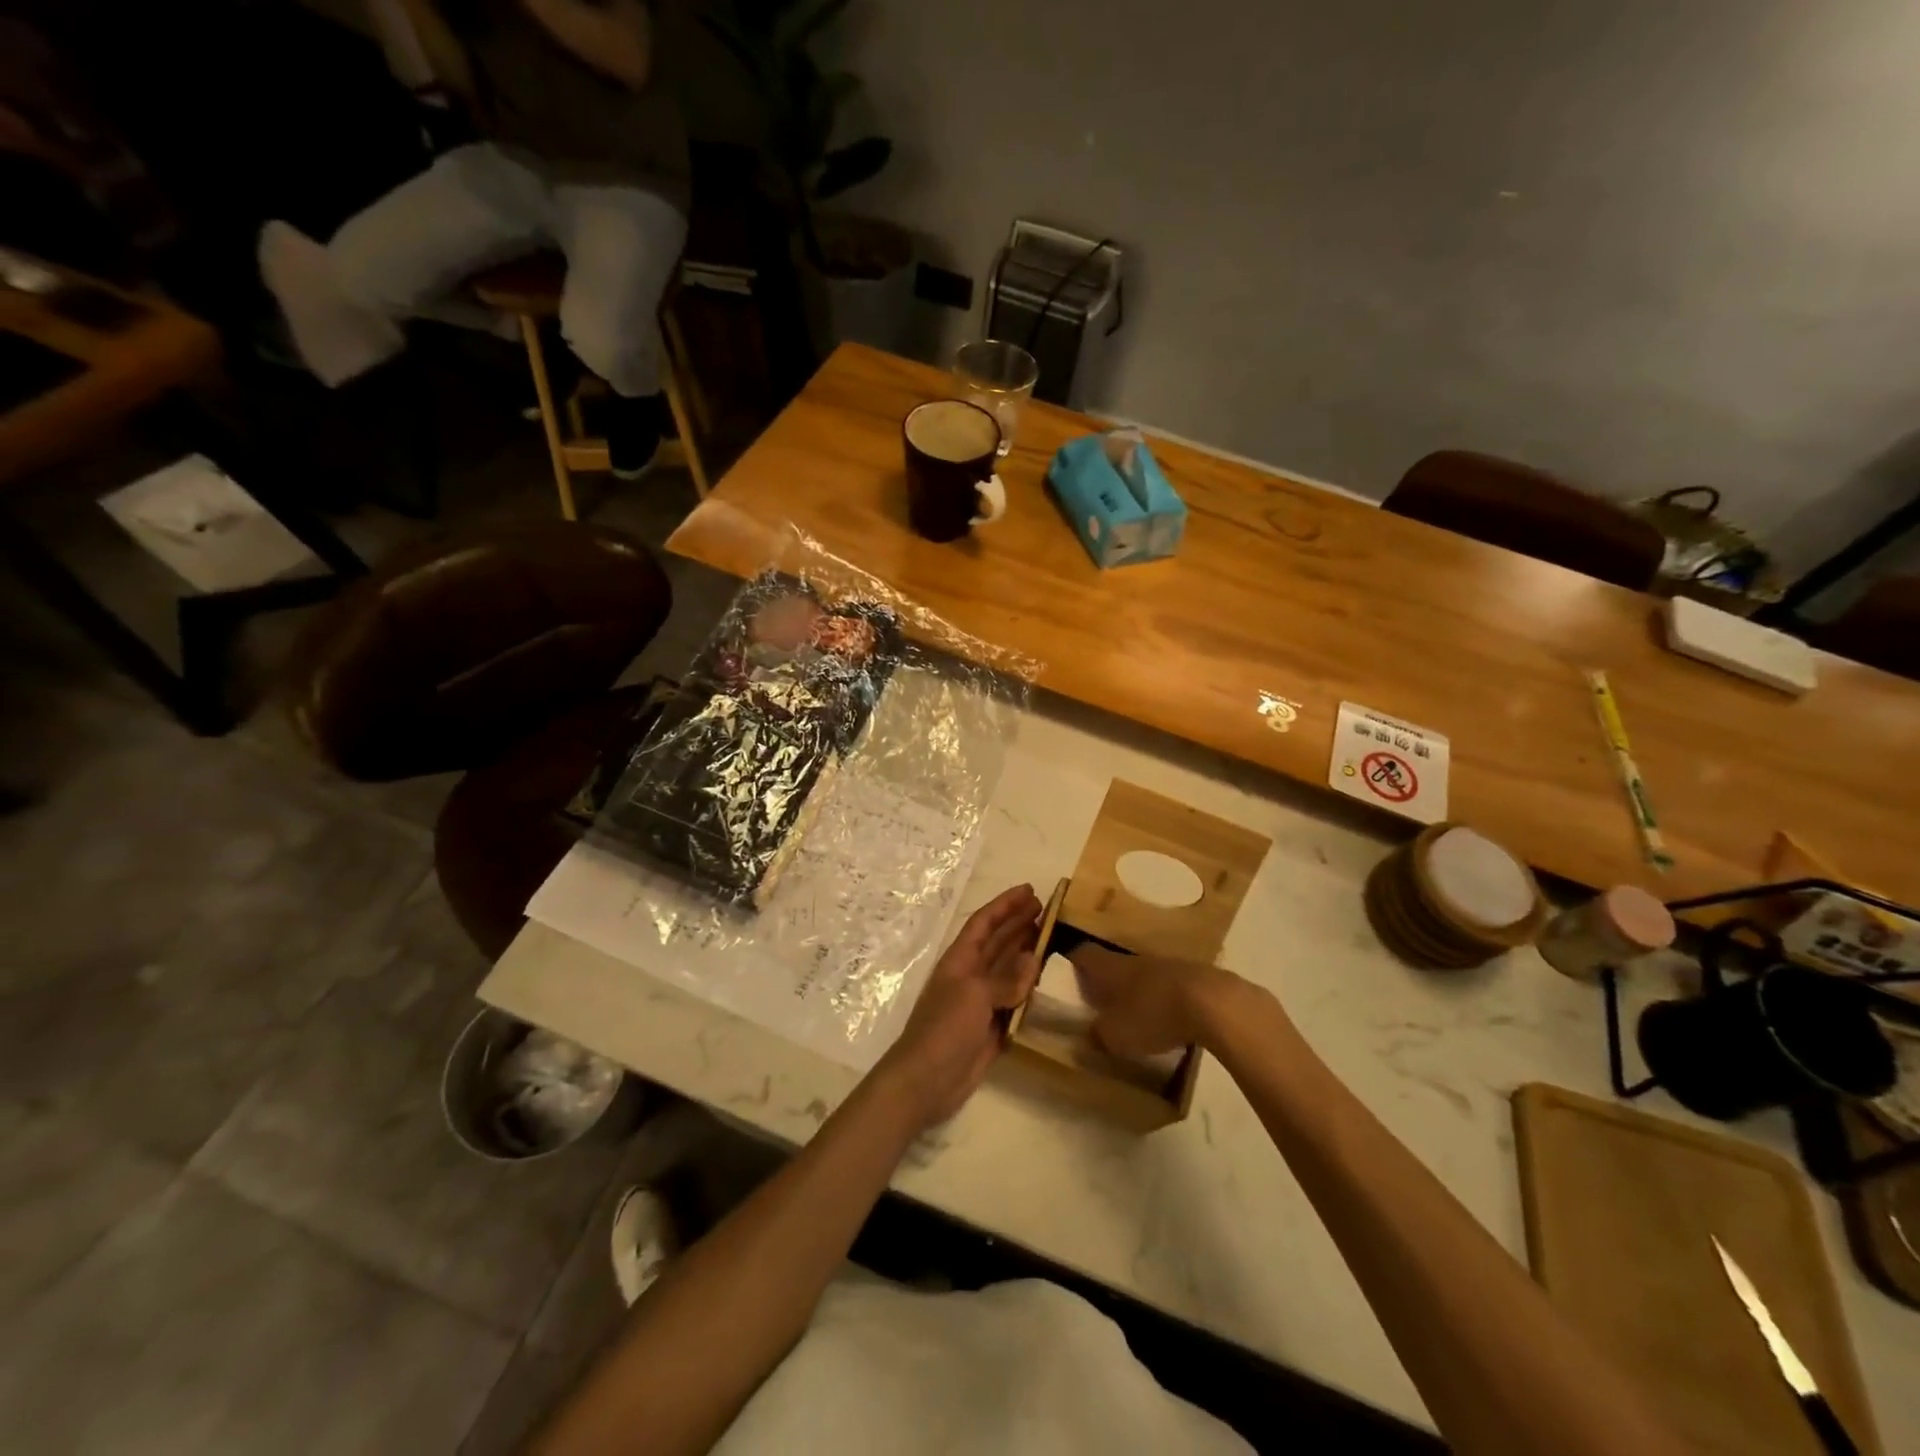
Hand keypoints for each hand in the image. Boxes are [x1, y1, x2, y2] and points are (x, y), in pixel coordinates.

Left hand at [878, 884, 1041, 1129]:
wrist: (926, 1081)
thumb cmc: (945, 1029)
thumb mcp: (974, 995)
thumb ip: (1006, 978)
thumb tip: (1032, 959)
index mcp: (960, 960)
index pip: (984, 923)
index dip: (1005, 905)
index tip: (1030, 890)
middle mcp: (970, 976)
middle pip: (997, 942)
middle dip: (1019, 924)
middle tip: (1047, 909)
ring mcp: (980, 1003)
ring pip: (1008, 970)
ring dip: (1026, 953)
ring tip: (1050, 937)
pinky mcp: (991, 1028)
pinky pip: (1014, 1001)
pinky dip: (1028, 990)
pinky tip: (1044, 982)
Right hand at [1068, 946, 1244, 1057]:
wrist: (1213, 1003)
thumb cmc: (1153, 1014)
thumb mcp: (1116, 1035)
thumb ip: (1099, 1034)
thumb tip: (1091, 1032)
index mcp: (1111, 967)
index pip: (1084, 954)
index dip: (1073, 964)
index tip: (1066, 979)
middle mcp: (1136, 959)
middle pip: (1115, 964)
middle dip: (1107, 982)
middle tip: (1101, 1004)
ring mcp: (1168, 965)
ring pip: (1144, 975)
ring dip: (1138, 992)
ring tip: (1136, 1016)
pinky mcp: (1195, 977)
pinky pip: (1171, 986)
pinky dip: (1165, 1000)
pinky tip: (1170, 1021)